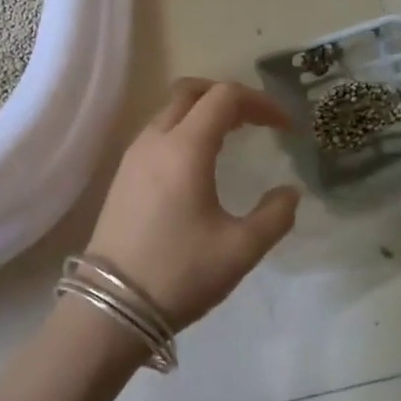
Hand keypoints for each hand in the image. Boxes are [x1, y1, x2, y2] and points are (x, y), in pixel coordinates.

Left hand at [84, 79, 301, 330]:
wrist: (110, 309)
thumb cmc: (180, 274)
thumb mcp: (241, 250)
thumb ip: (275, 216)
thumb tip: (290, 193)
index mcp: (185, 148)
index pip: (225, 97)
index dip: (260, 102)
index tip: (285, 127)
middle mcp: (155, 140)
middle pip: (191, 91)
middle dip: (228, 96)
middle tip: (257, 121)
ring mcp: (133, 156)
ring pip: (170, 110)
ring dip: (204, 111)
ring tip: (233, 137)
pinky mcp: (123, 175)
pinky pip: (158, 132)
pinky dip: (185, 129)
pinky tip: (200, 162)